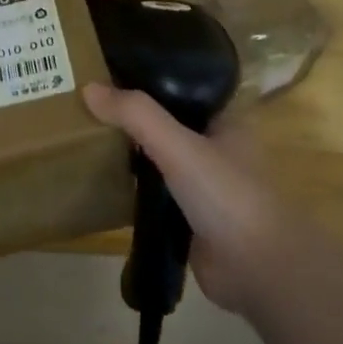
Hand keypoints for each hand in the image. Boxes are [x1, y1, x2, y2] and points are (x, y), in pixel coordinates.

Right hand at [83, 83, 304, 316]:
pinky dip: (132, 189)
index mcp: (225, 122)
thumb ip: (136, 116)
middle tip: (86, 106)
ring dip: (130, 154)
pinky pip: (153, 194)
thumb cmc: (226, 195)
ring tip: (86, 138)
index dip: (147, 80)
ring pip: (158, 160)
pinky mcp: (188, 219)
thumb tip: (89, 88)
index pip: (182, 89)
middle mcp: (216, 149)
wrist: (256, 270)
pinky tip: (101, 181)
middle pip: (165, 124)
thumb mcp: (178, 146)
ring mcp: (203, 186)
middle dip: (131, 119)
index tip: (107, 74)